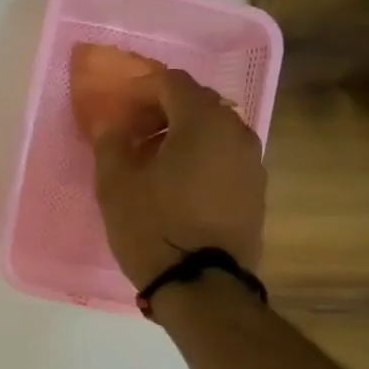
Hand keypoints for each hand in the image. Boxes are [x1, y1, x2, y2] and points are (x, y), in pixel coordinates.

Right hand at [93, 68, 264, 289]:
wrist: (203, 285)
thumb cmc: (153, 225)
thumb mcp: (116, 182)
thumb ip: (111, 142)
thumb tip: (111, 123)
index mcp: (203, 122)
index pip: (172, 82)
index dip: (141, 88)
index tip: (119, 108)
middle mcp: (236, 133)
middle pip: (197, 103)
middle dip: (162, 110)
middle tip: (132, 132)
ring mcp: (252, 162)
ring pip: (214, 131)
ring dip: (182, 134)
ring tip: (151, 160)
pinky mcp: (256, 190)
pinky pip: (224, 156)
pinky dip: (199, 156)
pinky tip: (175, 183)